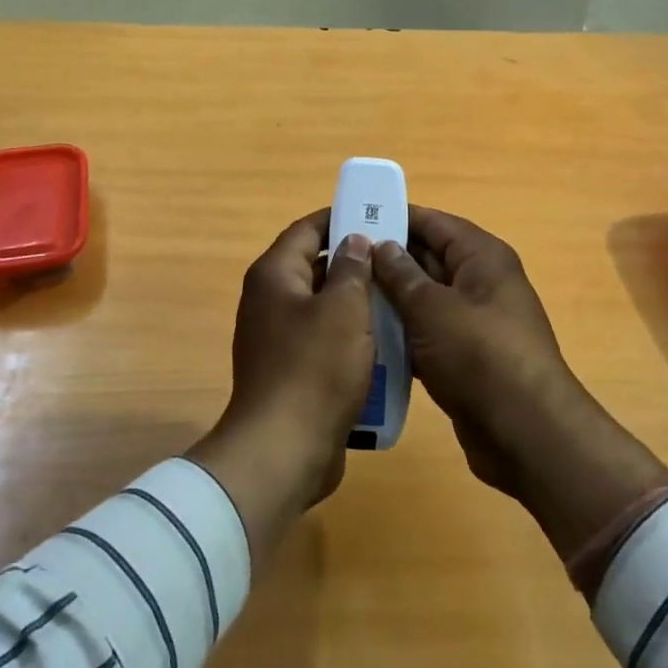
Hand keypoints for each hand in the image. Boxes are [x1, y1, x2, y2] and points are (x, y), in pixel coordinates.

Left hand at [188, 211, 375, 562]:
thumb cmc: (315, 369)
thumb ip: (351, 269)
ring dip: (356, 303)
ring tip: (398, 300)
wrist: (283, 451)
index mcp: (275, 275)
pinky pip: (322, 341)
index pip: (307, 229)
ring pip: (323, 306)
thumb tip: (354, 241)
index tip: (377, 216)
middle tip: (397, 261)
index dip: (340, 218)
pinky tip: (383, 345)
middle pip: (314, 266)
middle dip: (355, 262)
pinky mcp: (289, 370)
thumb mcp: (344, 310)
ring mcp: (276, 338)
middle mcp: (269, 300)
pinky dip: (349, 337)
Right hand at [372, 208, 667, 561]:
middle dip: (385, 260)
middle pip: (427, 258)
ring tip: (343, 297)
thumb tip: (379, 244)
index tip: (351, 218)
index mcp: (481, 257)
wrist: (526, 434)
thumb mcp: (432, 309)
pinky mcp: (466, 357)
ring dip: (390, 300)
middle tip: (336, 261)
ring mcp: (474, 322)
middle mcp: (481, 282)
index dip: (394, 217)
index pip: (433, 222)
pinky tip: (364, 338)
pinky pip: (427, 333)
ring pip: (424, 299)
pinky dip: (401, 334)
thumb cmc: (479, 356)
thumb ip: (401, 274)